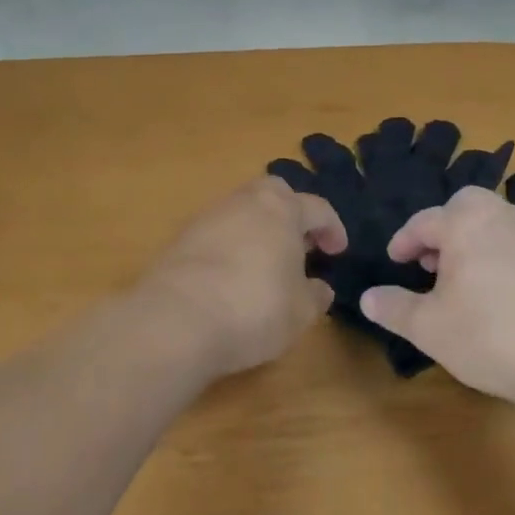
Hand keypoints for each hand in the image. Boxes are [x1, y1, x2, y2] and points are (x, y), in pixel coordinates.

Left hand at [137, 177, 346, 379]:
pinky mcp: (181, 238)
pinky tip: (232, 277)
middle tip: (300, 245)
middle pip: (274, 194)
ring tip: (266, 264)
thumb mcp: (300, 312)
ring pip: (242, 211)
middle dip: (290, 213)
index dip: (332, 229)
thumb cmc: (254, 308)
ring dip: (258, 230)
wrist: (176, 319)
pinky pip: (218, 233)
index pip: (317, 208)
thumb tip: (319, 288)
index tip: (338, 251)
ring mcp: (208, 216)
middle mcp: (245, 201)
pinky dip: (231, 246)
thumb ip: (315, 295)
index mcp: (282, 209)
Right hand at [360, 187, 514, 406]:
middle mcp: (503, 217)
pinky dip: (504, 258)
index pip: (425, 221)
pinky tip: (504, 296)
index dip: (404, 241)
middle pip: (466, 207)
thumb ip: (395, 308)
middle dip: (445, 229)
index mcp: (466, 223)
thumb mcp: (430, 328)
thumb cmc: (491, 336)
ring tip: (466, 281)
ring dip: (475, 243)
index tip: (395, 260)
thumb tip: (367, 296)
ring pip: (497, 224)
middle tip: (433, 263)